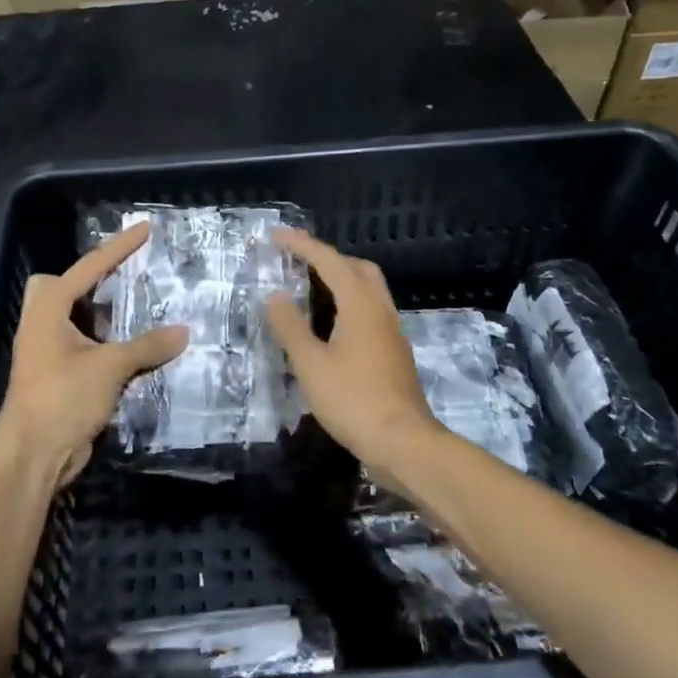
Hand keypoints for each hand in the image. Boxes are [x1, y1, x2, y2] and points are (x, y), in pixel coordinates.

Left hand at [0, 222, 187, 487]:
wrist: (33, 454)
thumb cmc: (63, 397)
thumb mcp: (110, 367)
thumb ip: (147, 346)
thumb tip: (184, 331)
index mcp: (49, 309)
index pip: (90, 267)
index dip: (120, 247)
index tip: (145, 228)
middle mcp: (45, 324)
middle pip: (64, 287)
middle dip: (91, 281)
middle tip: (127, 279)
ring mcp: (49, 351)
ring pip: (76, 319)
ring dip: (105, 315)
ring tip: (143, 308)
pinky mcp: (60, 376)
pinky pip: (86, 346)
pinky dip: (109, 343)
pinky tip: (138, 348)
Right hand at [263, 229, 442, 472]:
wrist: (403, 442)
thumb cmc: (352, 400)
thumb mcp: (310, 364)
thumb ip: (290, 327)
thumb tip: (274, 295)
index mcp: (360, 305)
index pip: (329, 261)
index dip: (302, 245)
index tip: (277, 235)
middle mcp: (381, 311)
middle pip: (359, 268)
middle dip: (329, 258)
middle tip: (300, 261)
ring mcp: (392, 333)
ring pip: (370, 290)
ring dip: (343, 280)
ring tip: (312, 290)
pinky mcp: (395, 353)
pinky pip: (372, 312)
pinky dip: (350, 304)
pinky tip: (333, 326)